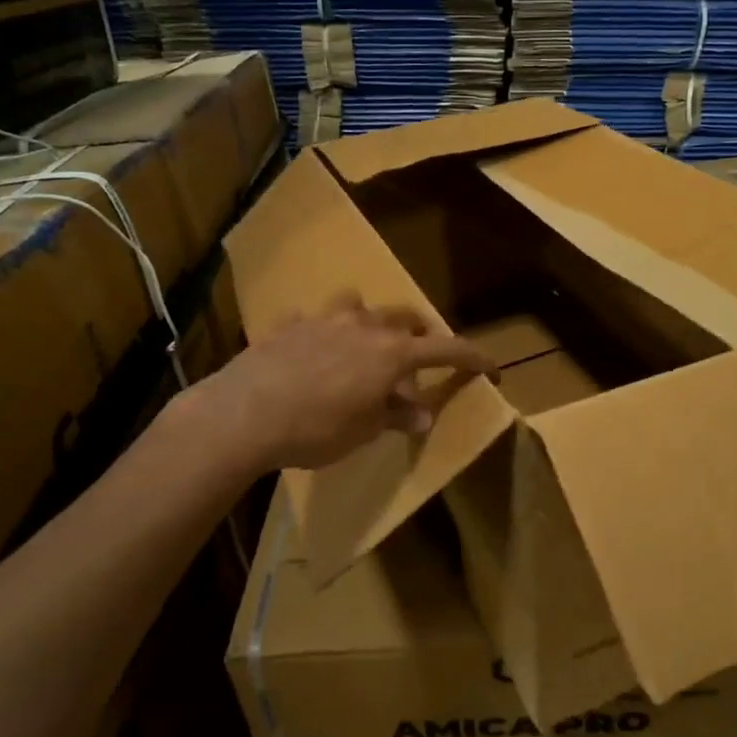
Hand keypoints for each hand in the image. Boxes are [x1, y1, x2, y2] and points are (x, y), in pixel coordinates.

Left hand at [197, 294, 493, 471]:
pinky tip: (309, 351)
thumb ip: (395, 416)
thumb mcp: (363, 431)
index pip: (446, 349)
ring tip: (363, 344)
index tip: (492, 368)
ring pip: (358, 305)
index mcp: (391, 353)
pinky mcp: (289, 325)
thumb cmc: (316, 429)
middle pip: (404, 318)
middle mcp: (364, 326)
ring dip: (369, 321)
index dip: (473, 358)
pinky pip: (312, 320)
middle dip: (419, 334)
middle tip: (419, 358)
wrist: (245, 414)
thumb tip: (421, 414)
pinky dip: (320, 332)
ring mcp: (324, 320)